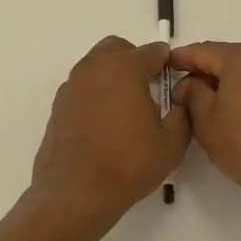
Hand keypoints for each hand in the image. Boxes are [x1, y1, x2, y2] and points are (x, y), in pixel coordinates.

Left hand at [26, 37, 190, 233]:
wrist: (75, 192)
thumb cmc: (128, 163)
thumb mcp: (171, 144)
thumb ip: (182, 116)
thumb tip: (180, 103)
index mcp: (125, 68)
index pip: (153, 52)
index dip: (167, 63)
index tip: (174, 79)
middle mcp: (95, 68)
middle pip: (118, 49)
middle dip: (135, 60)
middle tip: (149, 87)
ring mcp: (72, 85)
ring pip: (96, 65)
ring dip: (113, 75)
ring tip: (126, 107)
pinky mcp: (58, 105)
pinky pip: (82, 87)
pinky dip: (95, 93)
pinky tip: (104, 122)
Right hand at [170, 41, 240, 211]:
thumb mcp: (205, 119)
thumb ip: (191, 92)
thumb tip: (188, 83)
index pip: (202, 51)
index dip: (180, 58)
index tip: (163, 67)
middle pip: (225, 57)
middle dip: (202, 70)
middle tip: (180, 89)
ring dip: (222, 80)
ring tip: (202, 101)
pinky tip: (228, 107)